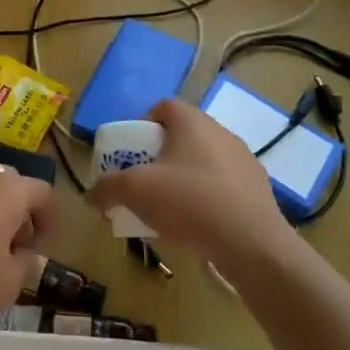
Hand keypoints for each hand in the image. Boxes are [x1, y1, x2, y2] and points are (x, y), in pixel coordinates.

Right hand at [88, 99, 293, 274]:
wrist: (251, 243)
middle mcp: (221, 132)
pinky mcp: (259, 189)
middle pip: (183, 136)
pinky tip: (198, 225)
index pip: (164, 107)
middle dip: (161, 156)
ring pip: (204, 162)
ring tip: (170, 209)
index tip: (132, 151)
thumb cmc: (189, 202)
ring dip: (185, 178)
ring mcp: (244, 160)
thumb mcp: (135, 192)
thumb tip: (90, 195)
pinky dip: (208, 198)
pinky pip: (224, 186)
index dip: (144, 124)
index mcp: (192, 122)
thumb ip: (107, 188)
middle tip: (145, 182)